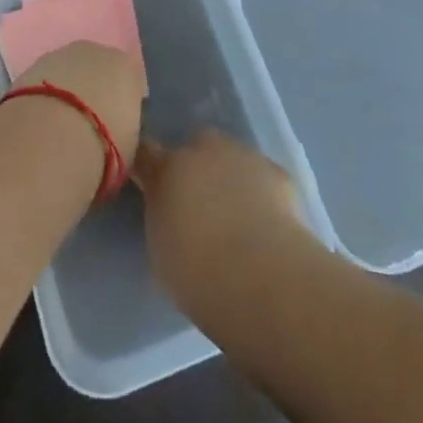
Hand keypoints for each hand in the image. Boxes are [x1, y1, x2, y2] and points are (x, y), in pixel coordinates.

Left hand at [9, 41, 143, 168]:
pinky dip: (43, 98)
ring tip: (59, 129)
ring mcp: (60, 55)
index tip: (118, 127)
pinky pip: (44, 82)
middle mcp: (95, 52)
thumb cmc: (102, 146)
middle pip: (98, 70)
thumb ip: (125, 131)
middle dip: (95, 92)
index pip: (131, 80)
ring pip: (68, 73)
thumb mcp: (128, 148)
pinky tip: (39, 124)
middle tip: (88, 126)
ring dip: (66, 93)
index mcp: (126, 67)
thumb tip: (117, 133)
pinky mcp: (29, 67)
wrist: (49, 138)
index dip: (123, 104)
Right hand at [133, 130, 307, 313]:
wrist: (260, 275)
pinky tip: (266, 222)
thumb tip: (171, 213)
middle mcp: (203, 150)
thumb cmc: (198, 273)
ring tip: (238, 217)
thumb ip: (163, 218)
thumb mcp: (161, 250)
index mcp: (166, 169)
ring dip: (230, 177)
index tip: (150, 183)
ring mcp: (242, 155)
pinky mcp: (276, 171)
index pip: (146, 152)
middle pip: (194, 146)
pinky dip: (261, 192)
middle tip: (200, 204)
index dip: (149, 166)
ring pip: (231, 158)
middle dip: (196, 167)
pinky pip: (262, 175)